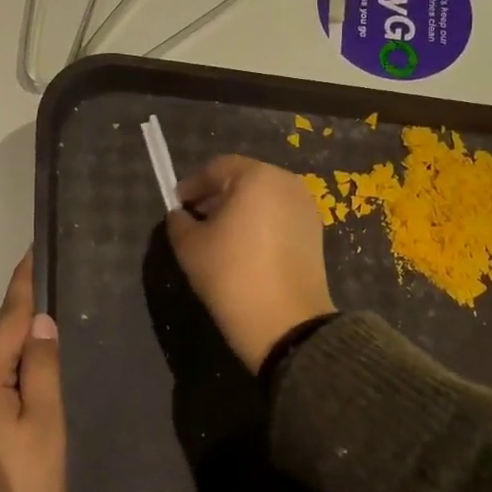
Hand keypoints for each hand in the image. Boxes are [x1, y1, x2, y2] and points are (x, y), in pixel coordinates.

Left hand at [0, 253, 64, 491]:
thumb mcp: (43, 425)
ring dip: (22, 352)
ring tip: (55, 335)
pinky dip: (14, 378)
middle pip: (1, 344)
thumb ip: (43, 370)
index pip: (8, 321)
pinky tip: (34, 381)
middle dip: (26, 319)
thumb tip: (41, 324)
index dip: (22, 286)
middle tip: (57, 292)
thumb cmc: (18, 484)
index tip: (31, 252)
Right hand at [166, 155, 335, 372]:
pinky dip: (260, 223)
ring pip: (264, 198)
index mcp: (256, 177)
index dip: (192, 185)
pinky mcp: (315, 232)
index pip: (217, 169)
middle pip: (244, 180)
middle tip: (196, 218)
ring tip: (220, 235)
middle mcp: (286, 183)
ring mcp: (306, 207)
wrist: (286, 322)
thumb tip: (181, 215)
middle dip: (217, 196)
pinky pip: (280, 216)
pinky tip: (245, 248)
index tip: (176, 204)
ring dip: (240, 209)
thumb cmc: (231, 274)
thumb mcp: (190, 246)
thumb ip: (179, 222)